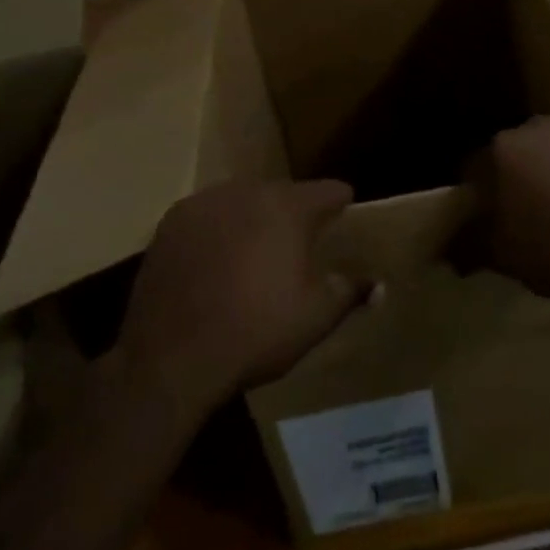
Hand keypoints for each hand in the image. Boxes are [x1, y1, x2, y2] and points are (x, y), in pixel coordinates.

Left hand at [113, 180, 370, 413]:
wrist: (170, 359)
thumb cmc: (256, 332)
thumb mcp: (316, 317)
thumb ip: (351, 292)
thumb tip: (379, 284)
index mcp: (289, 206)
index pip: (329, 190)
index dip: (341, 205)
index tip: (344, 220)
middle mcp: (248, 191)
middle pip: (284, 192)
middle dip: (294, 213)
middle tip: (297, 247)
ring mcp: (205, 203)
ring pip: (243, 200)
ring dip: (254, 218)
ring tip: (254, 254)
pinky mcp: (171, 222)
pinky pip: (208, 215)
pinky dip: (217, 230)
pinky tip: (215, 262)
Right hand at [469, 116, 549, 316]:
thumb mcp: (505, 258)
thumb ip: (470, 247)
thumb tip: (450, 248)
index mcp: (500, 152)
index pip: (472, 170)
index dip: (475, 198)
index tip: (484, 221)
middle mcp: (534, 127)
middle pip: (513, 154)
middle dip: (515, 179)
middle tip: (526, 216)